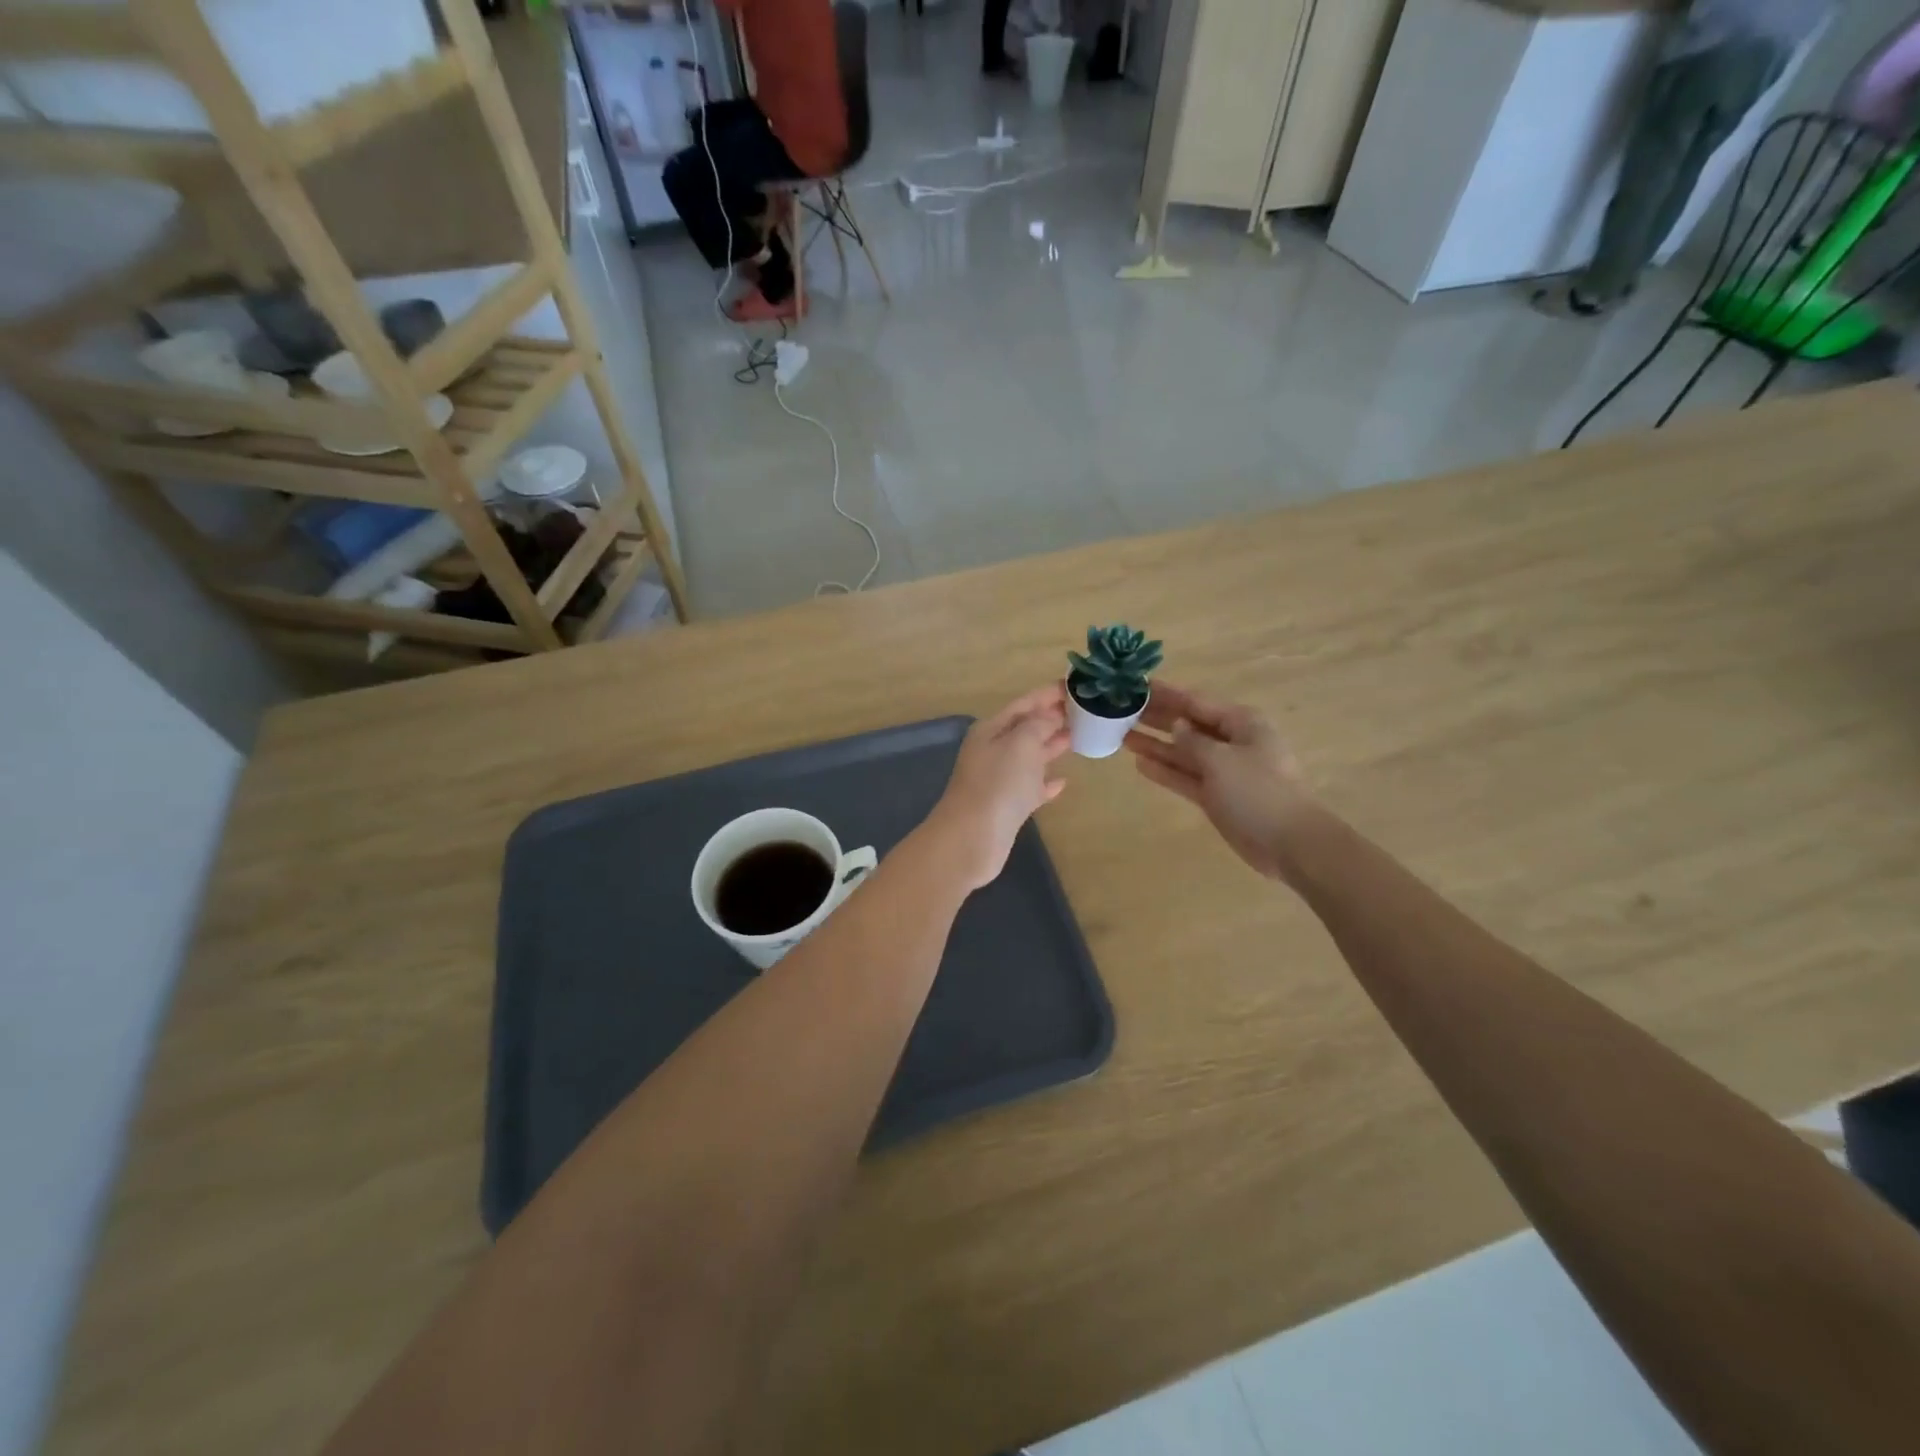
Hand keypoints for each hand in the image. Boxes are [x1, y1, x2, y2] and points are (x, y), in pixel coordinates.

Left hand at [925, 685, 1070, 890]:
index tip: (1076, 685)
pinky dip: (1046, 783)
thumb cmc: (998, 784)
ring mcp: (1000, 780)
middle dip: (1053, 718)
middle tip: (1086, 711)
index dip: (1048, 694)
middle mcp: (993, 751)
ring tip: (1080, 737)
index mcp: (991, 730)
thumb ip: (1038, 724)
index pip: (1023, 704)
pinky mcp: (1008, 807)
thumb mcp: (1021, 743)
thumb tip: (1051, 716)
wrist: (973, 838)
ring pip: (1030, 757)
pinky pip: (1031, 788)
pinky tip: (1063, 782)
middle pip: (1026, 728)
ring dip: (1052, 747)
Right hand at [1124, 682, 1314, 883]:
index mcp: (1242, 723)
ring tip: (1122, 735)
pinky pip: (1186, 777)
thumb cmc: (1258, 791)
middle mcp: (1232, 742)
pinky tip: (1140, 764)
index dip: (1166, 694)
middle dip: (1157, 718)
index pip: (1196, 702)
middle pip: (1188, 725)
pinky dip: (1165, 771)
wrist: (1289, 843)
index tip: (1137, 685)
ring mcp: (1224, 771)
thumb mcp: (1222, 760)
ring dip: (1156, 745)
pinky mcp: (1216, 796)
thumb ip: (1193, 741)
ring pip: (1184, 752)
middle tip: (1122, 710)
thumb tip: (1177, 726)